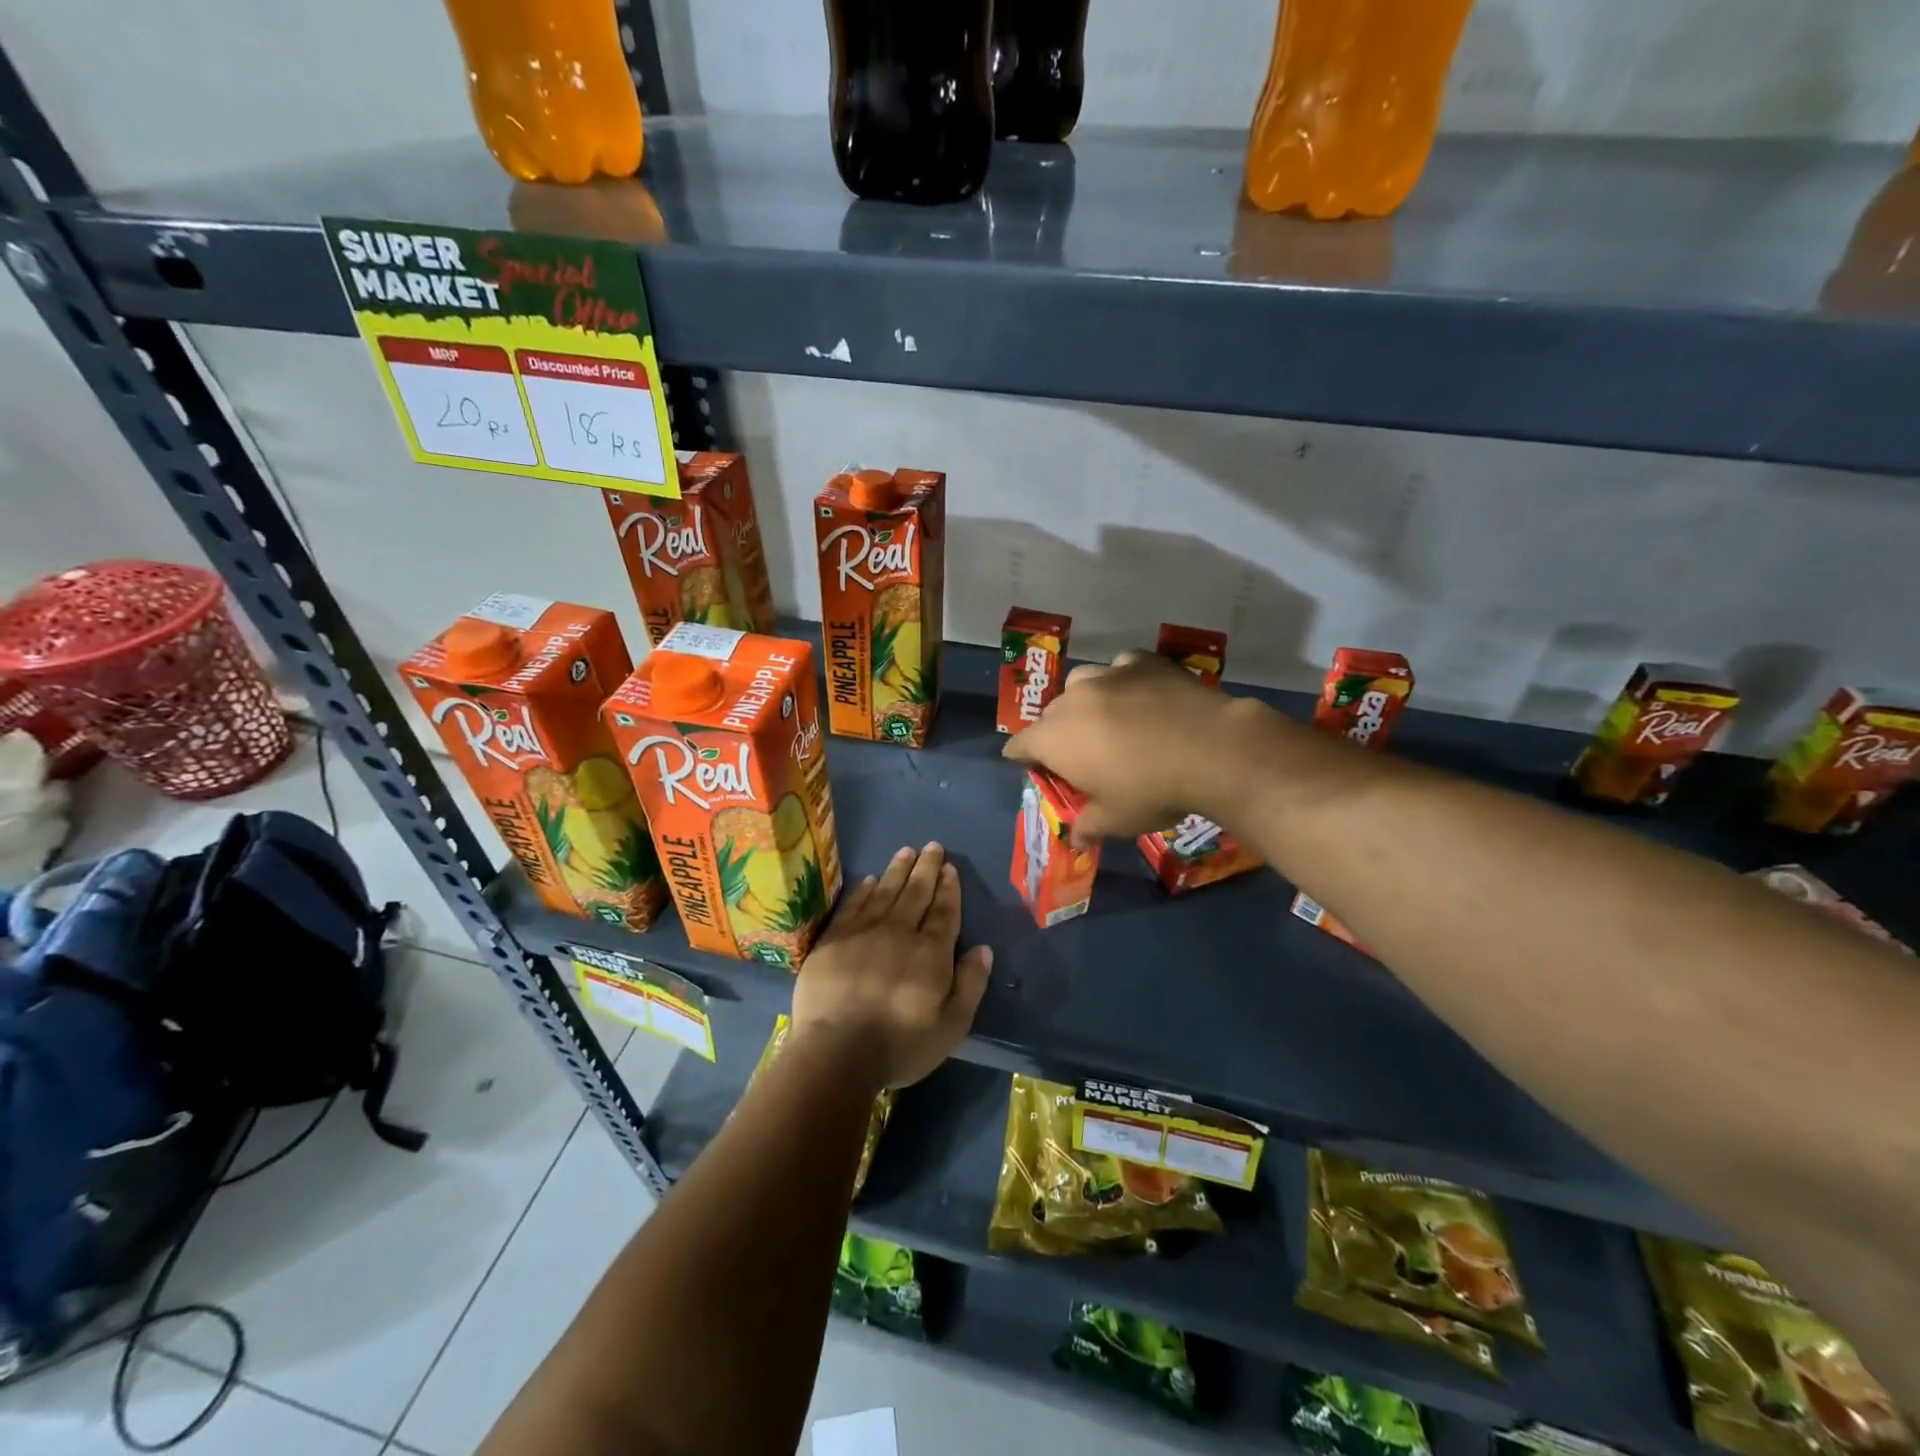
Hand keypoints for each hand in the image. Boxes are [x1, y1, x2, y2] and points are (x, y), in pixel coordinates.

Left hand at [791, 843, 993, 1090]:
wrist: (837, 1051)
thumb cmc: (900, 1044)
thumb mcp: (952, 1026)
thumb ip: (971, 984)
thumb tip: (984, 949)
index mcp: (931, 952)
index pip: (944, 911)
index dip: (949, 888)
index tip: (950, 867)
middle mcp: (899, 932)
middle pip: (916, 893)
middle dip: (927, 868)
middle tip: (933, 846)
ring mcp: (863, 932)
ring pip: (885, 891)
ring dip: (898, 870)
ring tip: (907, 851)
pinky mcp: (833, 939)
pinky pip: (853, 905)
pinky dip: (863, 890)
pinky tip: (869, 880)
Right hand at [1003, 650, 1277, 843]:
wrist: (1212, 750)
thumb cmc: (1152, 791)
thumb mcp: (1116, 820)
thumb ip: (1088, 826)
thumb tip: (1076, 840)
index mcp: (1055, 739)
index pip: (1020, 745)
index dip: (1023, 758)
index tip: (1035, 768)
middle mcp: (1072, 700)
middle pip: (1050, 714)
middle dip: (1057, 733)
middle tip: (1081, 754)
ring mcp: (1107, 675)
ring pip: (1081, 684)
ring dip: (1085, 702)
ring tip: (1108, 719)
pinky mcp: (1141, 661)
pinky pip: (1119, 668)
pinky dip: (1122, 682)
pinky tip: (1142, 696)